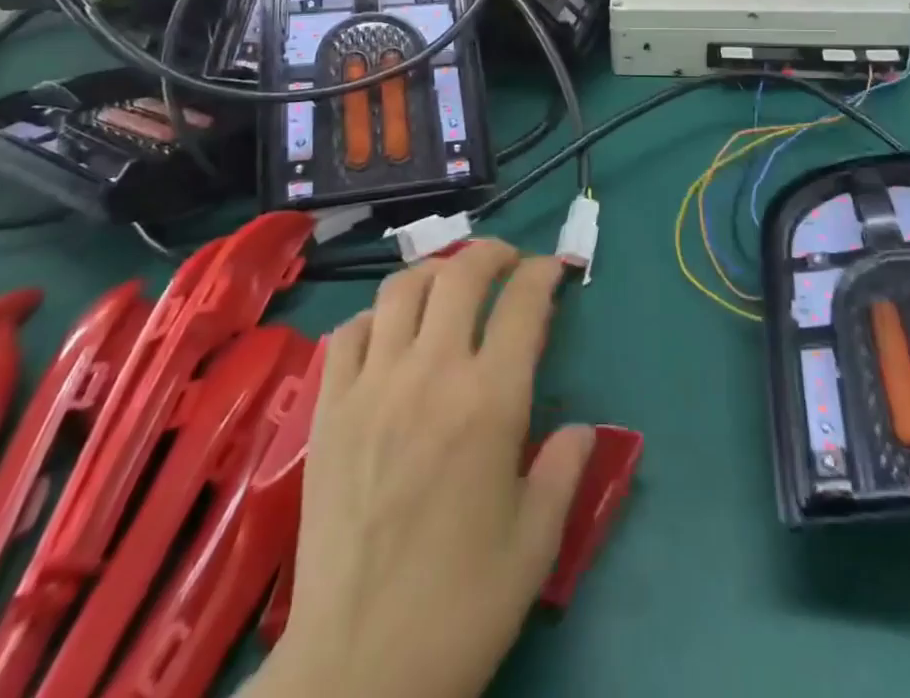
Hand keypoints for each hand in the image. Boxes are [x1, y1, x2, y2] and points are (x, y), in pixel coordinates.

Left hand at [258, 241, 593, 697]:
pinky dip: (374, 317)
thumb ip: (565, 470)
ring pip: (401, 289)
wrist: (355, 671)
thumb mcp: (536, 543)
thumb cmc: (459, 607)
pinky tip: (388, 336)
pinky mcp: (328, 409)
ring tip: (449, 284)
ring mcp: (373, 386)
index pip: (523, 303)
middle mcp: (431, 373)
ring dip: (434, 273)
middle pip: (460, 274)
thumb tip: (580, 428)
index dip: (542, 273)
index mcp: (490, 401)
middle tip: (507, 263)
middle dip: (491, 254)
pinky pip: (348, 333)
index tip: (552, 270)